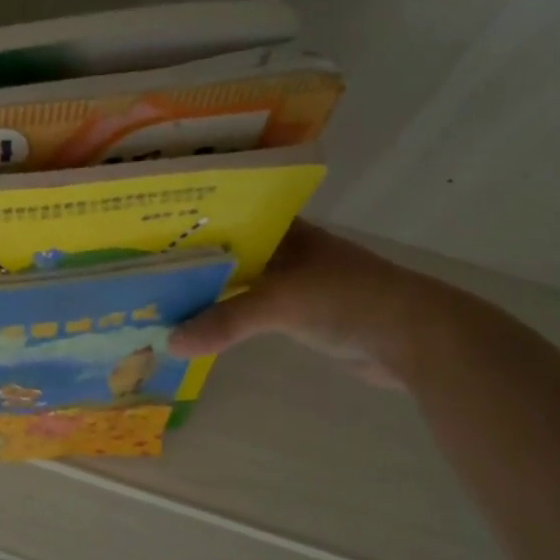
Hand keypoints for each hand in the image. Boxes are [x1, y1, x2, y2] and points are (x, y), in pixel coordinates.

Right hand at [167, 221, 433, 388]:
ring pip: (240, 284)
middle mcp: (286, 250)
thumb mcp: (281, 303)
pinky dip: (228, 319)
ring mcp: (294, 283)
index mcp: (284, 230)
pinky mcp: (301, 316)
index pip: (227, 217)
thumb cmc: (348, 299)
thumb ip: (225, 320)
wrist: (415, 340)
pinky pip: (252, 313)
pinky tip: (198, 326)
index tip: (148, 234)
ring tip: (160, 299)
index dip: (190, 223)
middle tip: (143, 272)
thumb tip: (169, 342)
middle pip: (229, 253)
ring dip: (209, 294)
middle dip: (192, 263)